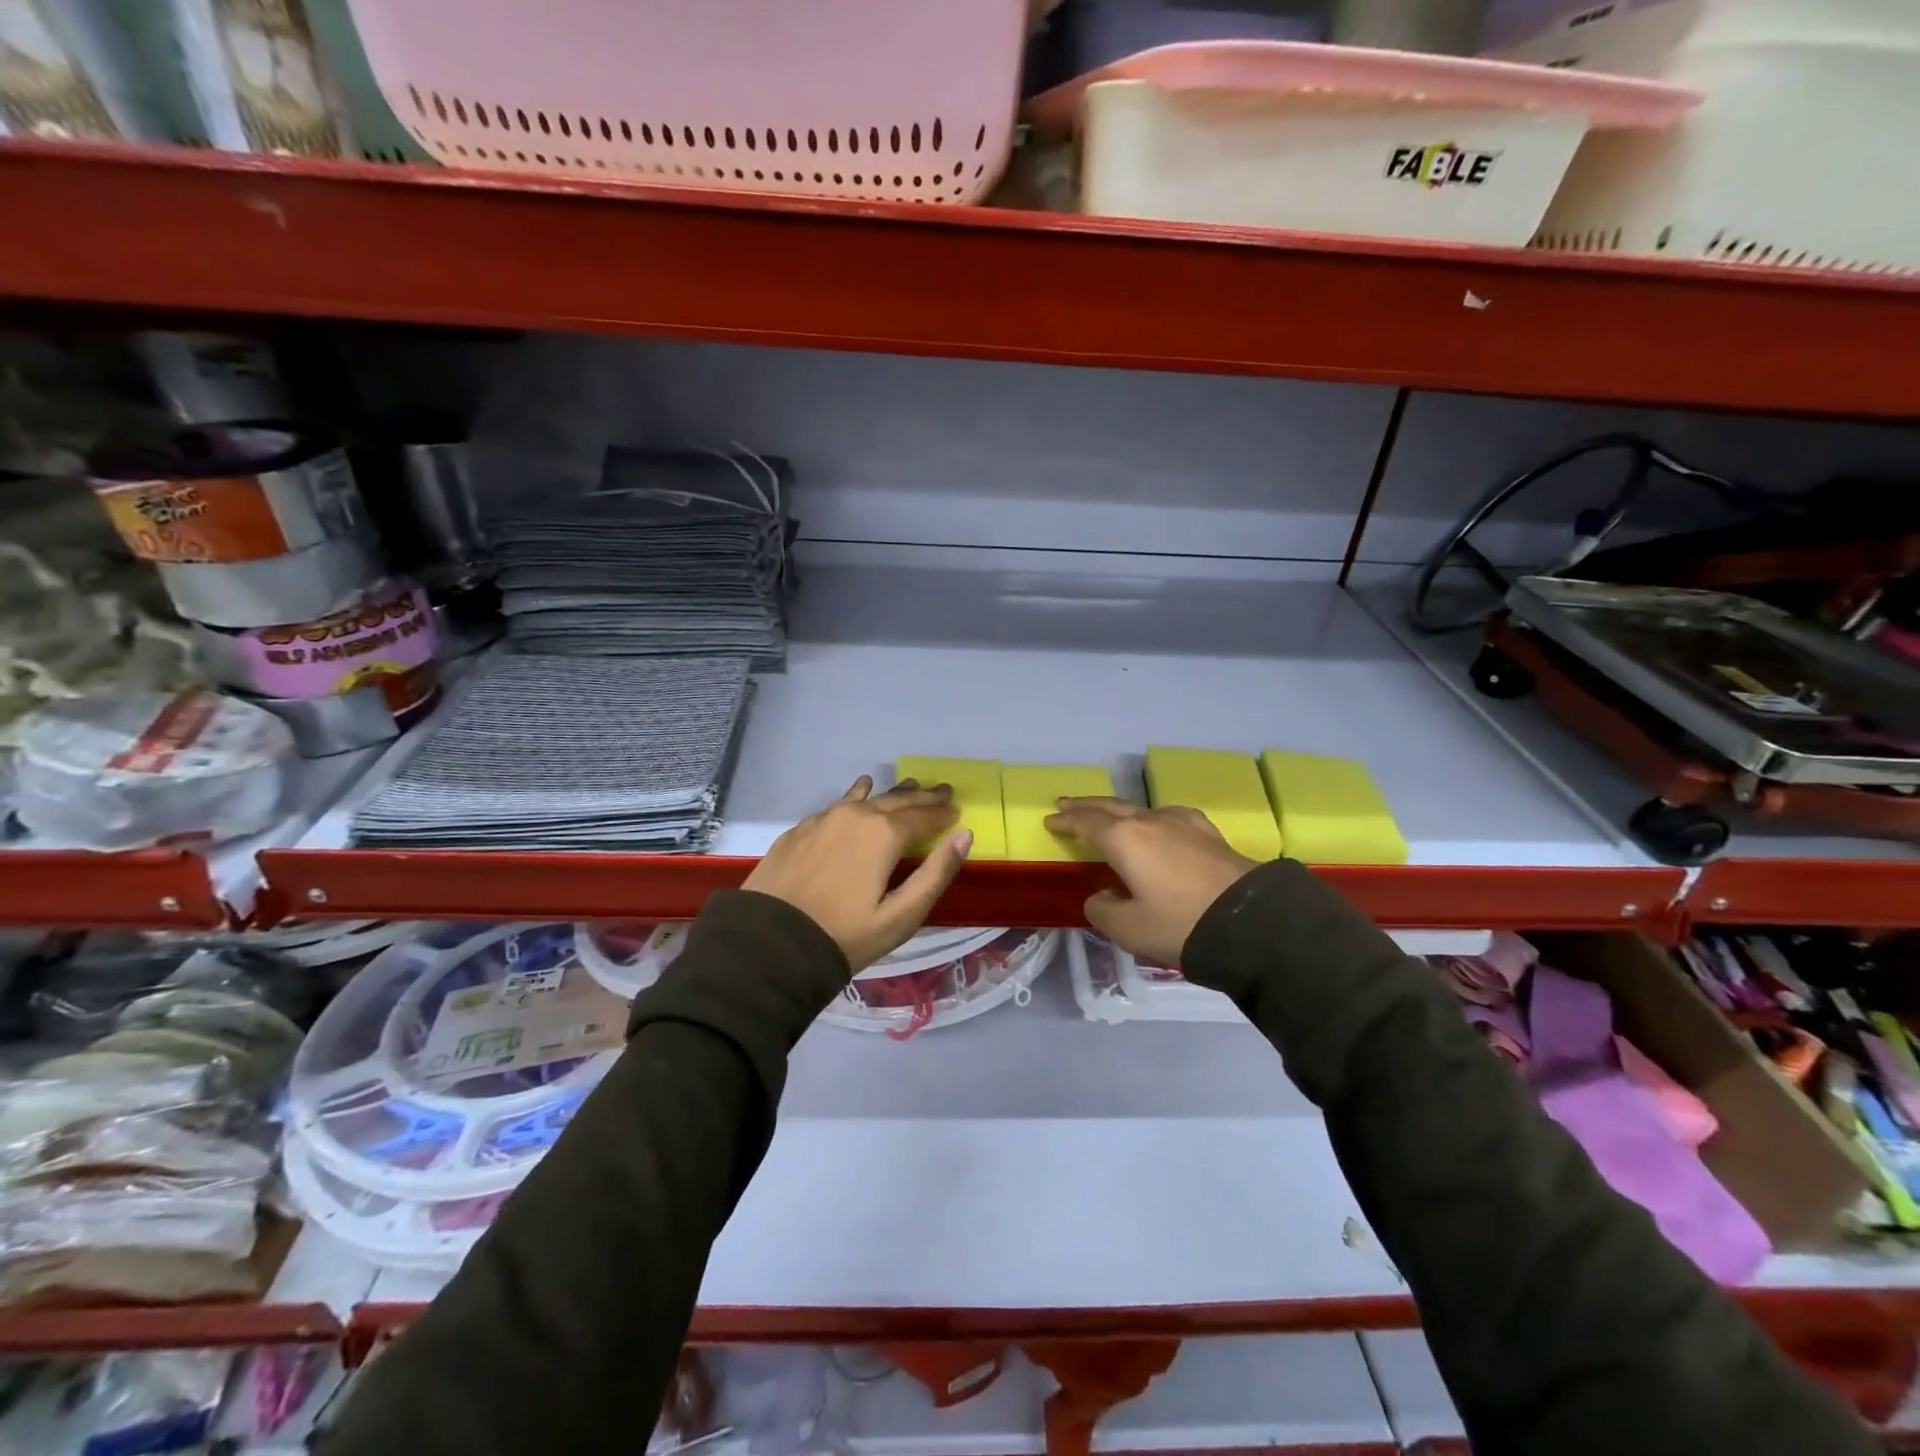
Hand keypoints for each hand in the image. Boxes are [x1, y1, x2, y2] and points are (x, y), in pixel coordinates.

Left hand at [743, 777, 971, 973]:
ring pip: (868, 799)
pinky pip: (839, 804)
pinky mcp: (801, 829)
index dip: (943, 813)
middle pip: (897, 801)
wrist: (769, 943)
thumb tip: (964, 836)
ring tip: (910, 787)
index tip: (958, 810)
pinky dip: (858, 796)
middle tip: (943, 790)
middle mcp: (856, 816)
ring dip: (893, 794)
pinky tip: (861, 790)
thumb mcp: (900, 916)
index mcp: (884, 834)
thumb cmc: (844, 935)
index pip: (923, 816)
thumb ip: (935, 874)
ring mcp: (825, 819)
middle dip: (923, 797)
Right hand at [1044, 799, 1256, 965]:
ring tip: (1109, 814)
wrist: (1250, 922)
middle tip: (1067, 803)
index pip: (1086, 823)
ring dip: (1118, 809)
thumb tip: (1101, 896)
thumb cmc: (1179, 924)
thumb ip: (1103, 910)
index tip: (1050, 820)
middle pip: (1110, 807)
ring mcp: (1182, 824)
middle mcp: (1150, 822)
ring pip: (1140, 808)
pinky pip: (1169, 816)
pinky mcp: (1208, 833)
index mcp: (1124, 840)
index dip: (1066, 821)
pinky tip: (1160, 823)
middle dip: (1086, 805)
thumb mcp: (1128, 928)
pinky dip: (1152, 817)